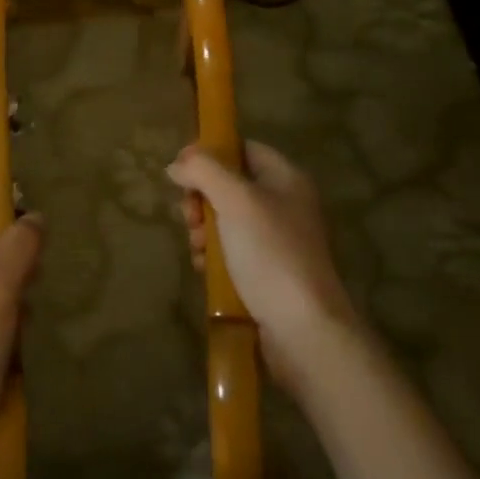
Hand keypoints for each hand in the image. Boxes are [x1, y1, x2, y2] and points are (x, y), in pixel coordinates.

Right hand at [168, 141, 360, 388]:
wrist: (303, 330)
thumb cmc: (270, 253)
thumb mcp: (234, 200)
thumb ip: (203, 171)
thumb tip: (176, 164)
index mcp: (286, 179)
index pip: (243, 149)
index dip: (210, 153)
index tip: (180, 169)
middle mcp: (284, 205)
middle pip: (229, 185)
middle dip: (201, 198)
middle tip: (190, 216)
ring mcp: (276, 241)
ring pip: (225, 220)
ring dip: (202, 230)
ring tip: (198, 247)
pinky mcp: (267, 273)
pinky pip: (231, 252)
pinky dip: (213, 257)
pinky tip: (205, 269)